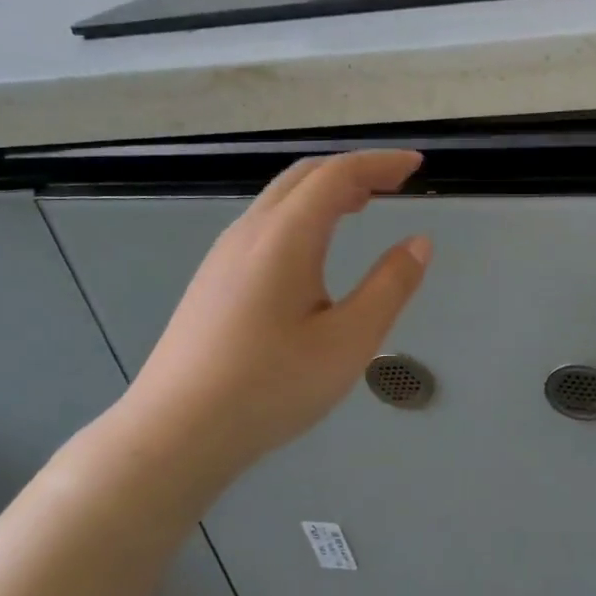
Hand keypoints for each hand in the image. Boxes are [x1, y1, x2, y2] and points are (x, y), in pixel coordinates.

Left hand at [103, 151, 430, 505]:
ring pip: (280, 200)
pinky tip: (315, 249)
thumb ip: (390, 286)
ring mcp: (224, 256)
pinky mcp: (213, 281)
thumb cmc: (271, 386)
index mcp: (285, 237)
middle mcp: (250, 233)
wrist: (175, 433)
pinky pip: (266, 225)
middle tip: (394, 181)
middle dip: (353, 170)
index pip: (337, 175)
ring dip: (326, 191)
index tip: (417, 164)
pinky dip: (303, 215)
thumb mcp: (349, 340)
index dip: (380, 163)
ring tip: (362, 205)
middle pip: (304, 177)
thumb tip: (419, 242)